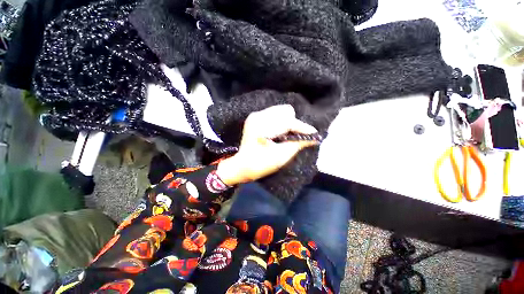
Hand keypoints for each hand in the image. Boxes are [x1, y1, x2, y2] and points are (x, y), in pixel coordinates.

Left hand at [216, 105, 319, 185]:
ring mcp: (256, 115)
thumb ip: (297, 144)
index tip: (313, 134)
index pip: (288, 121)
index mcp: (262, 127)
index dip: (302, 128)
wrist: (241, 166)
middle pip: (285, 111)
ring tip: (285, 135)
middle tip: (294, 136)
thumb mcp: (280, 157)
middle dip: (293, 123)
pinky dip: (280, 122)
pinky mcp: (255, 117)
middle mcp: (258, 116)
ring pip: (280, 111)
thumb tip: (314, 138)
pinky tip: (278, 133)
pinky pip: (274, 114)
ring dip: (287, 122)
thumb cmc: (260, 164)